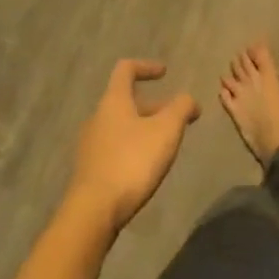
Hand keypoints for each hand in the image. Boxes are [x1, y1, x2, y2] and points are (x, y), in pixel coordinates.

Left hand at [66, 60, 199, 233]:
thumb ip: (181, 108)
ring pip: (121, 125)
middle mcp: (98, 117)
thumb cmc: (131, 162)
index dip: (146, 66)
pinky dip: (132, 147)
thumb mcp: (166, 131)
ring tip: (164, 144)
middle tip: (176, 118)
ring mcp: (90, 145)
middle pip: (125, 100)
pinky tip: (145, 167)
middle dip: (153, 105)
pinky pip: (114, 147)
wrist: (93, 212)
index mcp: (114, 101)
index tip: (165, 73)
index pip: (126, 69)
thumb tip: (189, 99)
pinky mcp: (89, 170)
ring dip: (143, 128)